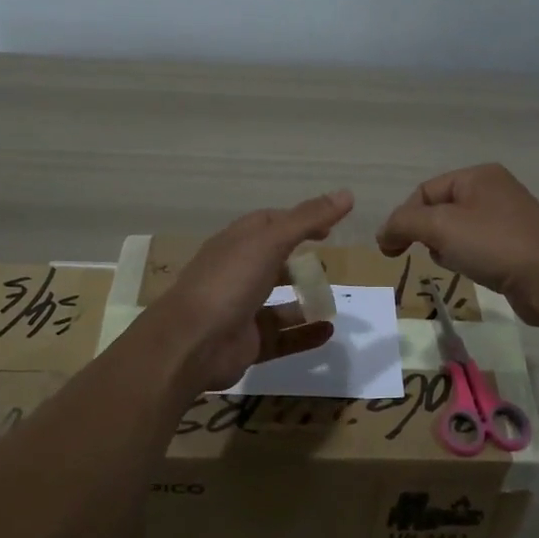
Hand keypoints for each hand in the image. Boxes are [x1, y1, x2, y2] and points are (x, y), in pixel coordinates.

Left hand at [154, 189, 354, 390]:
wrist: (191, 344)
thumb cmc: (229, 283)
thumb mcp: (270, 242)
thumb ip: (307, 219)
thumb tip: (347, 193)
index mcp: (235, 244)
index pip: (267, 224)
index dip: (297, 221)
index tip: (328, 227)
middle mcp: (236, 274)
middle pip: (272, 262)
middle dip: (299, 263)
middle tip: (329, 265)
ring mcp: (240, 310)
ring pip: (278, 303)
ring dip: (304, 300)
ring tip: (332, 300)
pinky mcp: (247, 343)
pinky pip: (282, 337)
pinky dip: (304, 334)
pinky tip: (327, 331)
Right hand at [377, 164, 538, 326]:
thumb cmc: (496, 245)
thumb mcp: (441, 226)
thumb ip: (404, 224)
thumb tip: (383, 234)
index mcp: (477, 176)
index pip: (424, 191)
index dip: (403, 219)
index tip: (391, 250)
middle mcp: (494, 191)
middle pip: (440, 210)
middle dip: (427, 234)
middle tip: (427, 255)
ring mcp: (508, 219)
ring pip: (458, 231)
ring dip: (446, 249)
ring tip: (454, 264)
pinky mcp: (517, 247)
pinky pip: (478, 248)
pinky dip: (467, 259)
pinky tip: (472, 273)